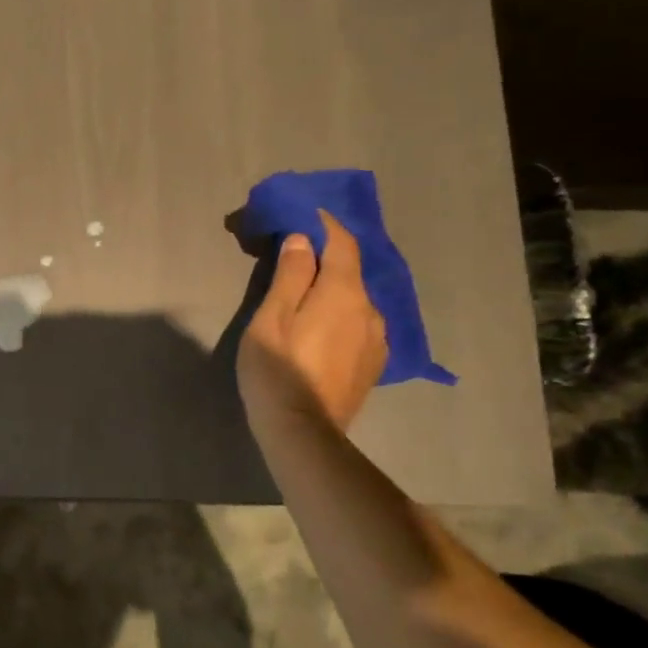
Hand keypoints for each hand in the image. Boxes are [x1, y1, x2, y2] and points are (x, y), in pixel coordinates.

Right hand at [237, 208, 387, 436]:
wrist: (303, 434)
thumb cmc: (277, 370)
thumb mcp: (271, 318)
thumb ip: (290, 276)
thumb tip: (302, 240)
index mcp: (343, 293)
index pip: (342, 244)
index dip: (326, 224)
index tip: (307, 213)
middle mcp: (370, 310)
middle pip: (350, 271)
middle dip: (325, 257)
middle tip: (295, 256)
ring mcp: (376, 340)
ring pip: (356, 300)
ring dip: (334, 289)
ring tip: (307, 295)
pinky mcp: (373, 364)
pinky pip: (359, 325)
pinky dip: (342, 314)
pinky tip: (323, 327)